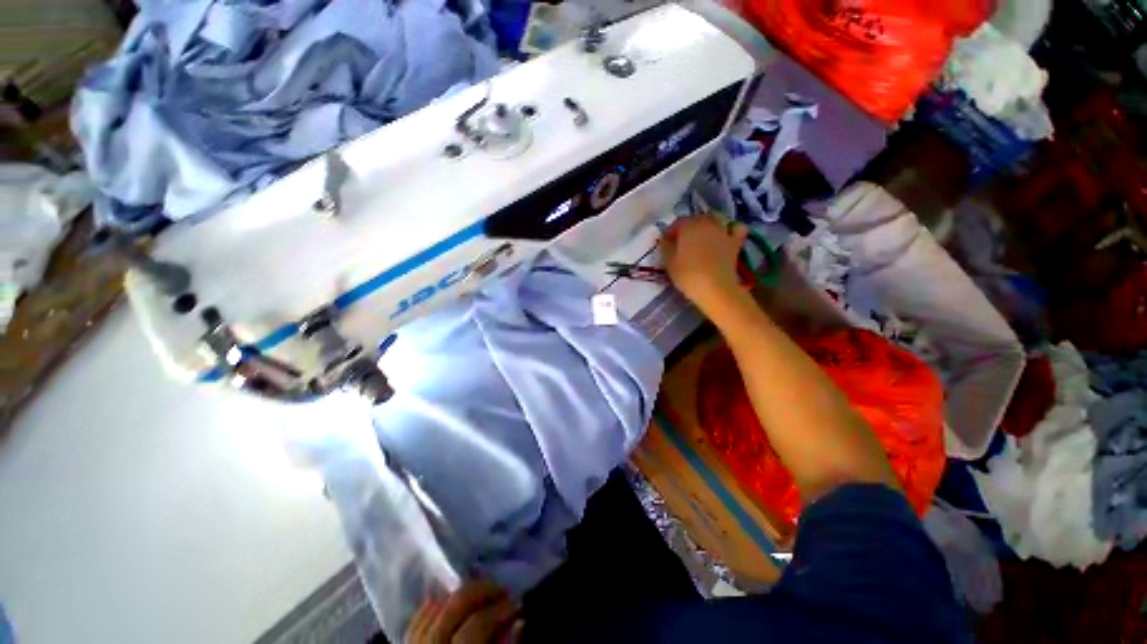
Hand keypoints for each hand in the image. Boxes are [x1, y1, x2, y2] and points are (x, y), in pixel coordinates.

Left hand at [406, 580, 521, 643]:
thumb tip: (519, 623)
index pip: (476, 627)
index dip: (498, 611)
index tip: (516, 604)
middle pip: (452, 611)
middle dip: (480, 592)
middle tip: (501, 591)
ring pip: (433, 612)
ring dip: (459, 596)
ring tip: (480, 594)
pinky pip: (415, 623)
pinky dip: (433, 607)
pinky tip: (449, 602)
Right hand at [660, 214, 748, 312]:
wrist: (715, 288)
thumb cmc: (688, 275)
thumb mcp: (669, 262)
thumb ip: (665, 247)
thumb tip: (665, 239)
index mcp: (688, 226)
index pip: (676, 223)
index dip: (670, 233)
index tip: (665, 244)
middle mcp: (706, 223)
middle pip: (695, 221)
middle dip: (687, 230)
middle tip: (681, 244)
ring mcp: (723, 231)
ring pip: (713, 222)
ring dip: (705, 228)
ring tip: (700, 242)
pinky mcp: (735, 242)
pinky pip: (736, 229)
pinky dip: (731, 230)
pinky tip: (726, 236)